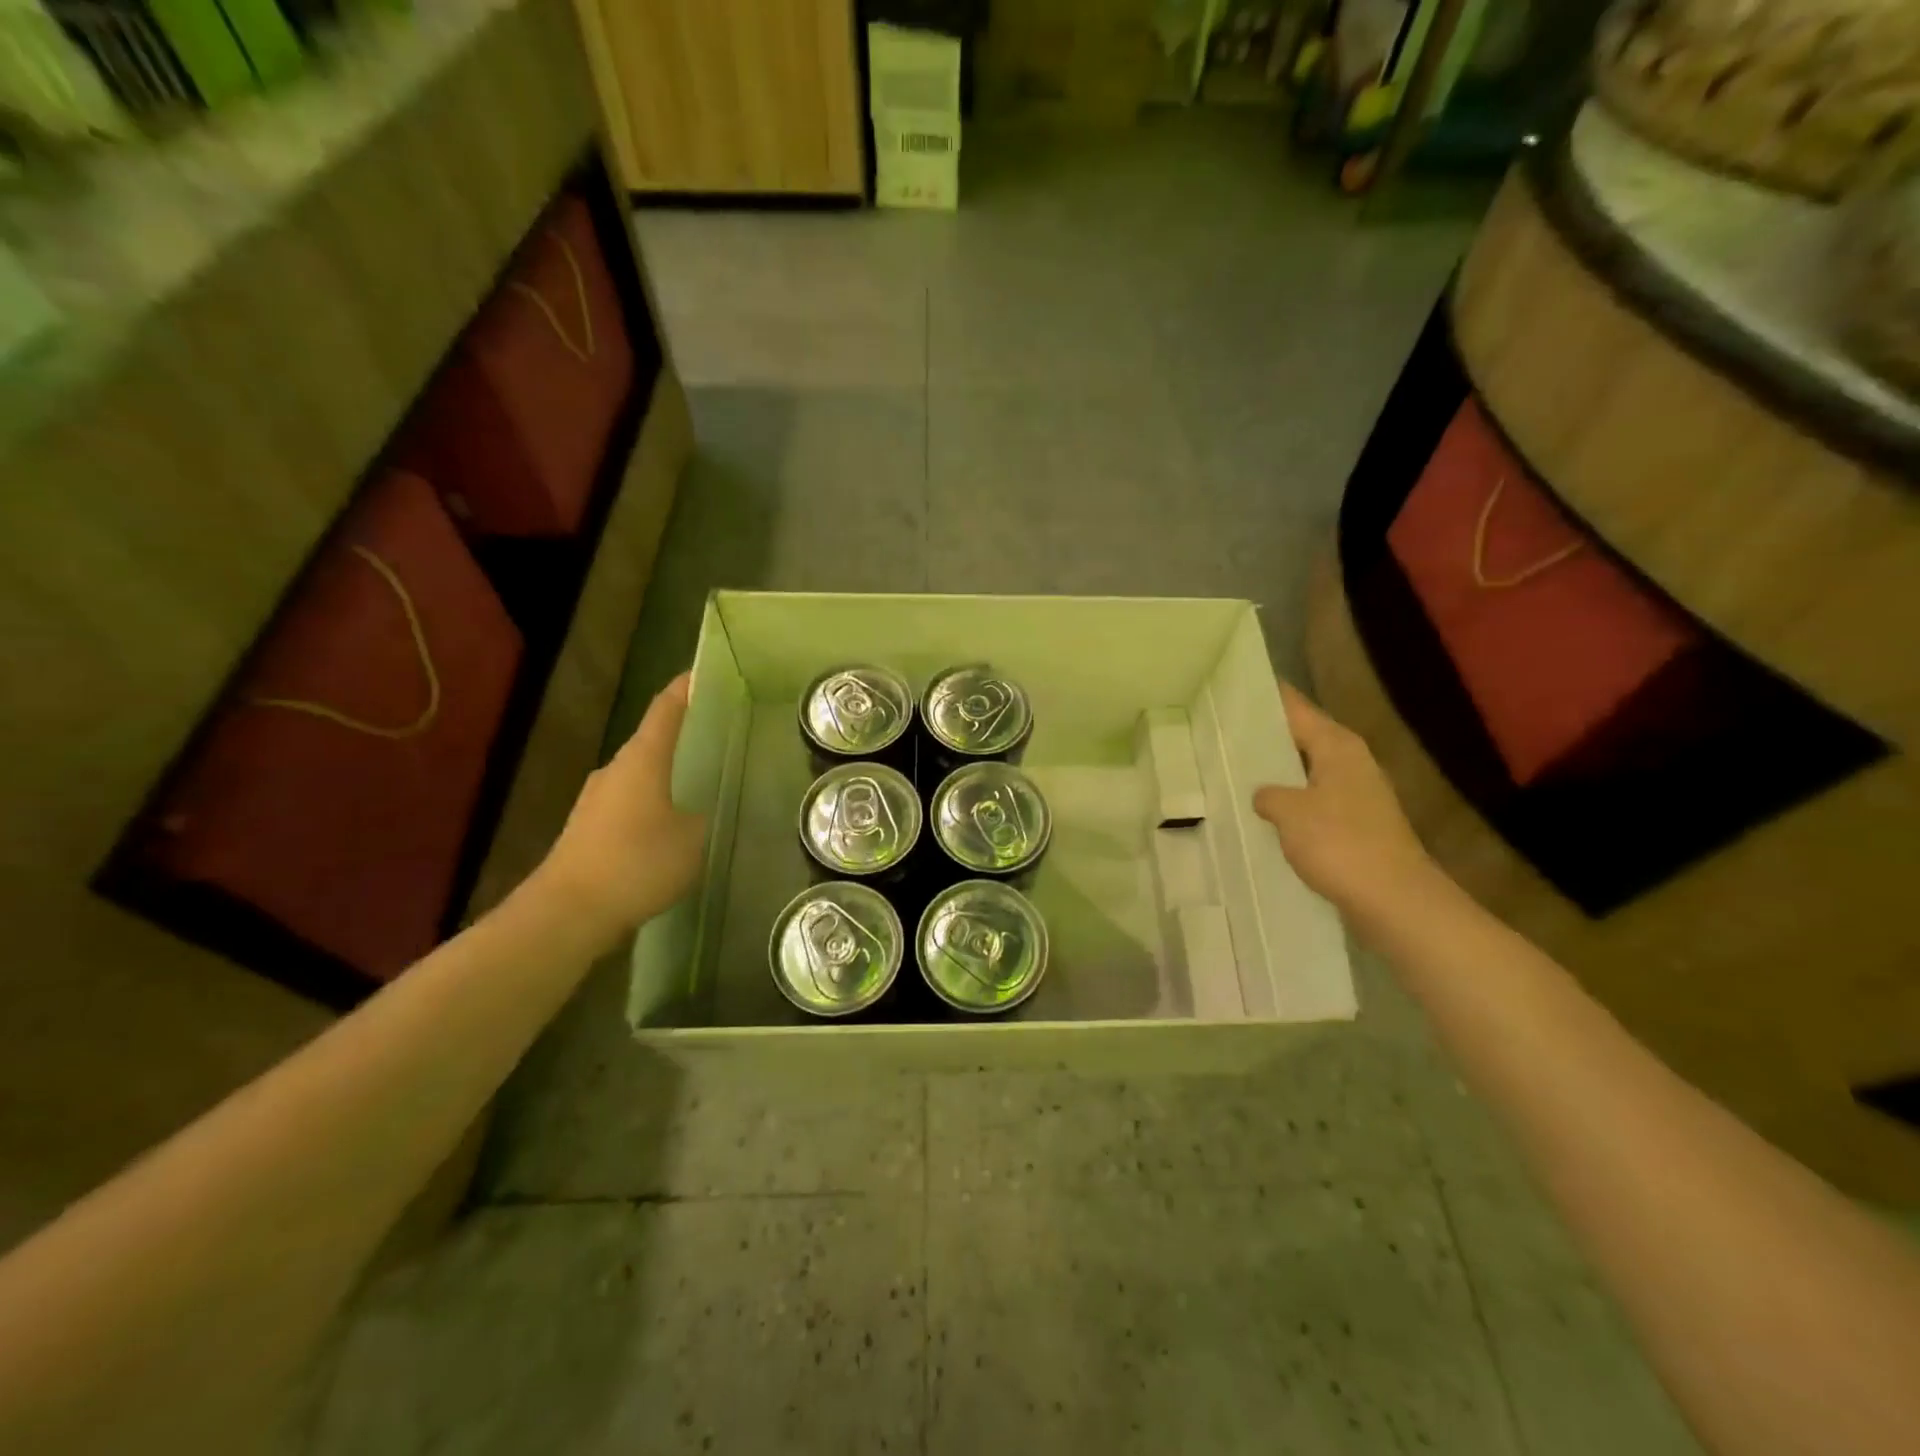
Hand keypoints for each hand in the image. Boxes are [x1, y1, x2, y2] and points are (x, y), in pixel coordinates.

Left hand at [535, 672, 707, 938]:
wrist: (568, 911)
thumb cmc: (637, 862)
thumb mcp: (691, 839)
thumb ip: (699, 818)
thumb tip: (693, 813)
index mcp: (642, 759)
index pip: (665, 710)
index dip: (684, 690)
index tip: (701, 673)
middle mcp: (614, 770)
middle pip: (650, 743)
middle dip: (679, 739)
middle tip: (713, 740)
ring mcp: (595, 801)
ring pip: (638, 777)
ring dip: (663, 779)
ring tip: (696, 789)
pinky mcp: (586, 830)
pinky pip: (627, 806)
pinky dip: (649, 808)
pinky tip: (666, 832)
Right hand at [1253, 682, 1436, 917]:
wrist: (1395, 900)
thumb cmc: (1340, 844)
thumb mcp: (1289, 812)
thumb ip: (1269, 795)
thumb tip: (1265, 795)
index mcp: (1338, 746)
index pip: (1297, 708)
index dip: (1268, 697)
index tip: (1237, 686)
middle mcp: (1352, 761)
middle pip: (1304, 737)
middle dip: (1268, 734)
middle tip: (1224, 730)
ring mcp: (1359, 794)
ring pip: (1309, 770)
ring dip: (1279, 771)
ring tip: (1238, 769)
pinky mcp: (1359, 824)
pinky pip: (1315, 799)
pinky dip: (1292, 800)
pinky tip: (1267, 813)